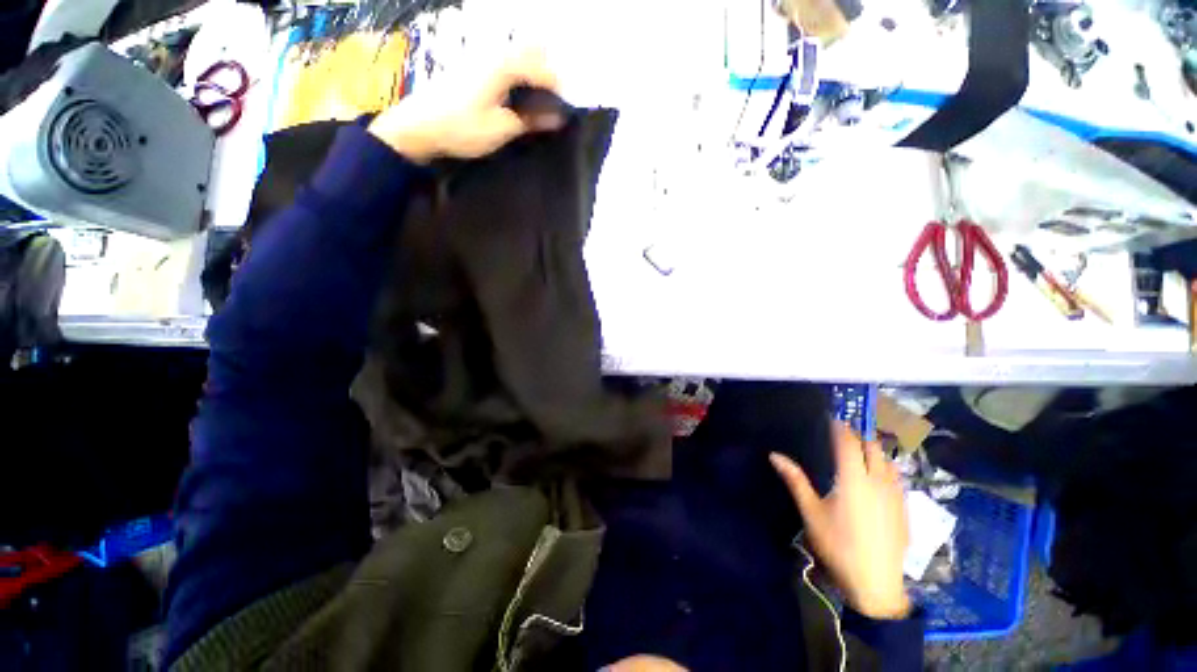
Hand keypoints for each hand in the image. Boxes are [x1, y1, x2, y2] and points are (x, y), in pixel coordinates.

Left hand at [368, 50, 562, 163]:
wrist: (420, 126)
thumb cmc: (463, 128)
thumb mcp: (502, 129)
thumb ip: (531, 120)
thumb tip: (558, 117)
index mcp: (504, 66)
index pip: (543, 70)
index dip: (558, 90)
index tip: (566, 111)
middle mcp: (494, 54)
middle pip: (532, 51)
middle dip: (548, 74)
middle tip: (553, 104)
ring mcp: (481, 57)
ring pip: (517, 54)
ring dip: (533, 73)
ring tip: (538, 102)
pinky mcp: (472, 67)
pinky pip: (505, 62)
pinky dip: (518, 75)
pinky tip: (518, 97)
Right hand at [770, 421, 910, 619]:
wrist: (876, 583)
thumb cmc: (838, 545)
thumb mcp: (811, 512)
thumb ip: (795, 480)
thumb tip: (774, 455)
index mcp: (854, 479)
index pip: (848, 442)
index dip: (840, 427)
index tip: (831, 418)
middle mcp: (878, 481)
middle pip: (872, 446)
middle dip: (858, 435)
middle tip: (842, 434)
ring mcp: (896, 494)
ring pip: (888, 460)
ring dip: (874, 450)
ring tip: (859, 451)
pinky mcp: (905, 507)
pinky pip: (896, 476)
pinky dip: (885, 467)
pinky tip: (876, 477)